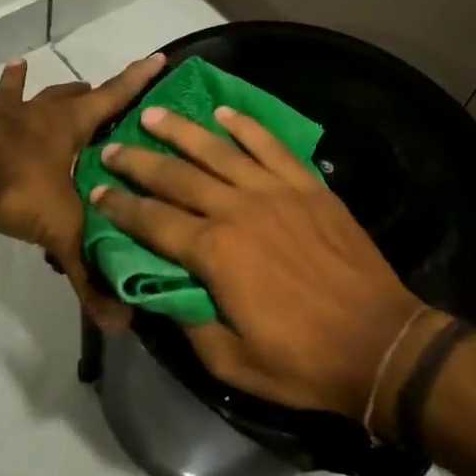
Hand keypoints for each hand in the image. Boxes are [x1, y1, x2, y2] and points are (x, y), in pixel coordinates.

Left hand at [0, 53, 162, 329]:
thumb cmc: (16, 185)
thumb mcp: (60, 231)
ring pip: (9, 94)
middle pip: (63, 96)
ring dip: (15, 84)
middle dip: (80, 92)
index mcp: (66, 128)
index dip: (136, 80)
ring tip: (18, 66)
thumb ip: (86, 273)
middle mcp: (32, 115)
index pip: (112, 98)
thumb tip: (118, 323)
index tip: (155, 57)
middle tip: (89, 89)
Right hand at [91, 105, 426, 419]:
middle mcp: (238, 210)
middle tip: (112, 147)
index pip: (153, 221)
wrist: (379, 342)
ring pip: (219, 150)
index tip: (96, 192)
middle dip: (139, 161)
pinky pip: (270, 146)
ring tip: (154, 114)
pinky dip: (246, 127)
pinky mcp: (308, 187)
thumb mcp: (230, 361)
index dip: (120, 206)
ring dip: (182, 130)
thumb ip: (189, 321)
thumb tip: (162, 291)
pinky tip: (224, 114)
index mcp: (215, 252)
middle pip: (177, 176)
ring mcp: (276, 192)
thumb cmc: (302, 360)